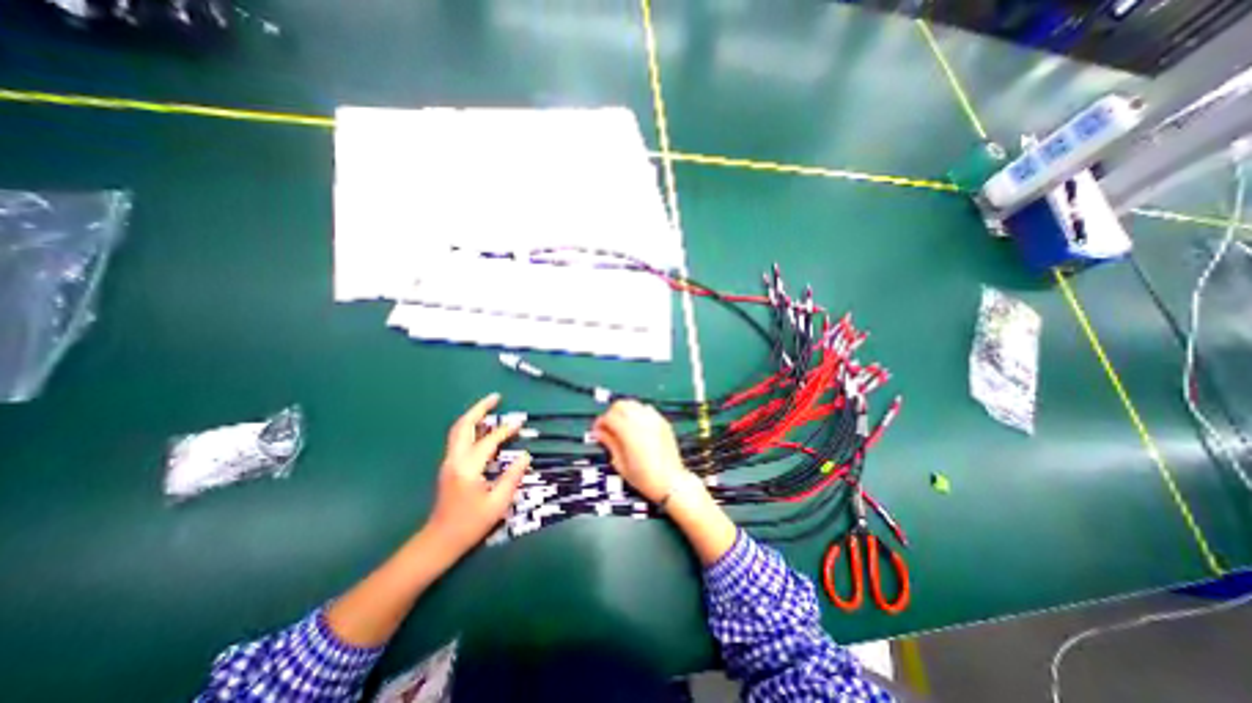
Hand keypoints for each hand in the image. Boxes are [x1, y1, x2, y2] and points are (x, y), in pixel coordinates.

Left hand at [421, 396, 525, 558]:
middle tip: (496, 397)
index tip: (520, 422)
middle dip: (479, 408)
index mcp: (468, 468)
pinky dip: (471, 427)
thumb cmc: (470, 525)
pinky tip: (482, 427)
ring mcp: (448, 462)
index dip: (505, 430)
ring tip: (490, 406)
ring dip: (474, 415)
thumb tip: (525, 455)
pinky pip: (459, 438)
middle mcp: (454, 460)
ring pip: (458, 430)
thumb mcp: (498, 504)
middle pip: (463, 426)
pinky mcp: (448, 466)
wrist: (439, 541)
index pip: (488, 441)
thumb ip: (512, 477)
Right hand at [594, 399, 687, 501]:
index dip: (600, 423)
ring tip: (621, 425)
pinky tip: (636, 426)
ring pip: (633, 404)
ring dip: (624, 411)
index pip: (609, 417)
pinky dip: (638, 413)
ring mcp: (654, 419)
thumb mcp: (621, 463)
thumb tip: (598, 433)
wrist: (670, 482)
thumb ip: (609, 443)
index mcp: (629, 431)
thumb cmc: (644, 477)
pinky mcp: (663, 421)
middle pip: (620, 405)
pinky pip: (646, 409)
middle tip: (608, 427)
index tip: (597, 431)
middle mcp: (642, 420)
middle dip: (611, 414)